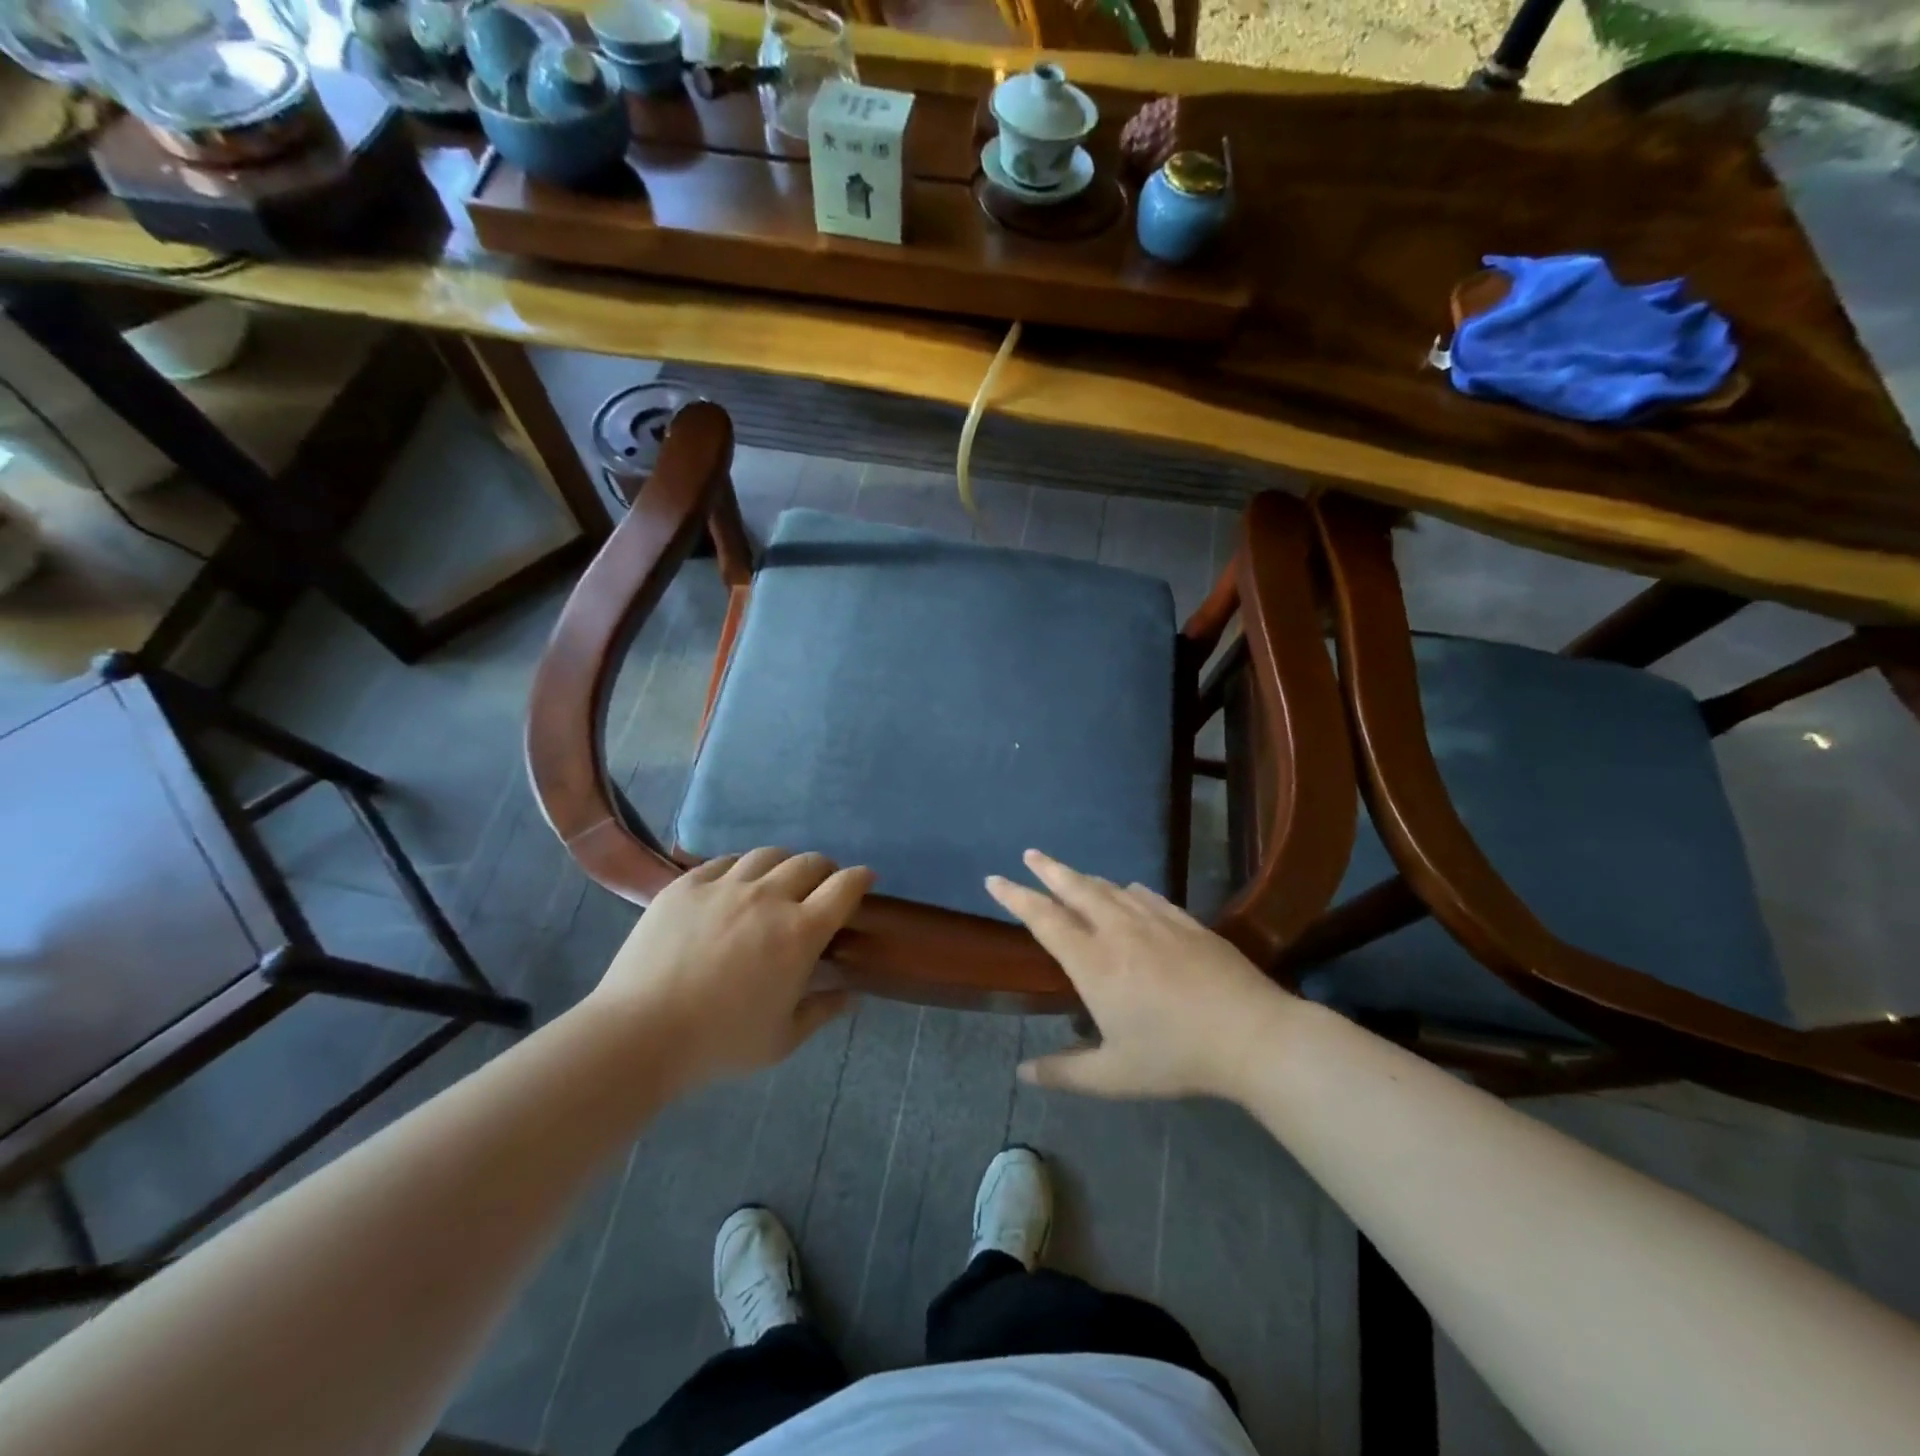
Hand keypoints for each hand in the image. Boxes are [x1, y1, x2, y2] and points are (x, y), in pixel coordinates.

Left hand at [590, 848, 872, 1087]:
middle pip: (809, 862)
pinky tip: (734, 885)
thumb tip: (850, 996)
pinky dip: (741, 868)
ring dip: (784, 864)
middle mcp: (768, 897)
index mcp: (800, 933)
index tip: (865, 879)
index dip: (860, 878)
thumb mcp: (782, 1040)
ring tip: (777, 881)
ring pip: (768, 855)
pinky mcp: (687, 884)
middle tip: (820, 887)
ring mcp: (724, 885)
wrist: (639, 1034)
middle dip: (825, 870)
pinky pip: (724, 861)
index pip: (844, 887)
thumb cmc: (719, 1043)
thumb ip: (821, 1011)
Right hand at [986, 849, 1296, 1100]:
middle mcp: (1118, 931)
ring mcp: (1156, 922)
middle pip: (1076, 889)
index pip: (1044, 919)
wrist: (1252, 1034)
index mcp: (1093, 962)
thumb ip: (1065, 1072)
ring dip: (1085, 878)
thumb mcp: (1114, 1076)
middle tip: (1030, 853)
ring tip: (1071, 873)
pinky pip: (1148, 896)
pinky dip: (1128, 889)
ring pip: (1111, 889)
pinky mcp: (1186, 923)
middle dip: (1049, 870)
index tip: (994, 879)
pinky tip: (1129, 889)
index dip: (1016, 897)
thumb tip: (1022, 1073)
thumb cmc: (1176, 1056)